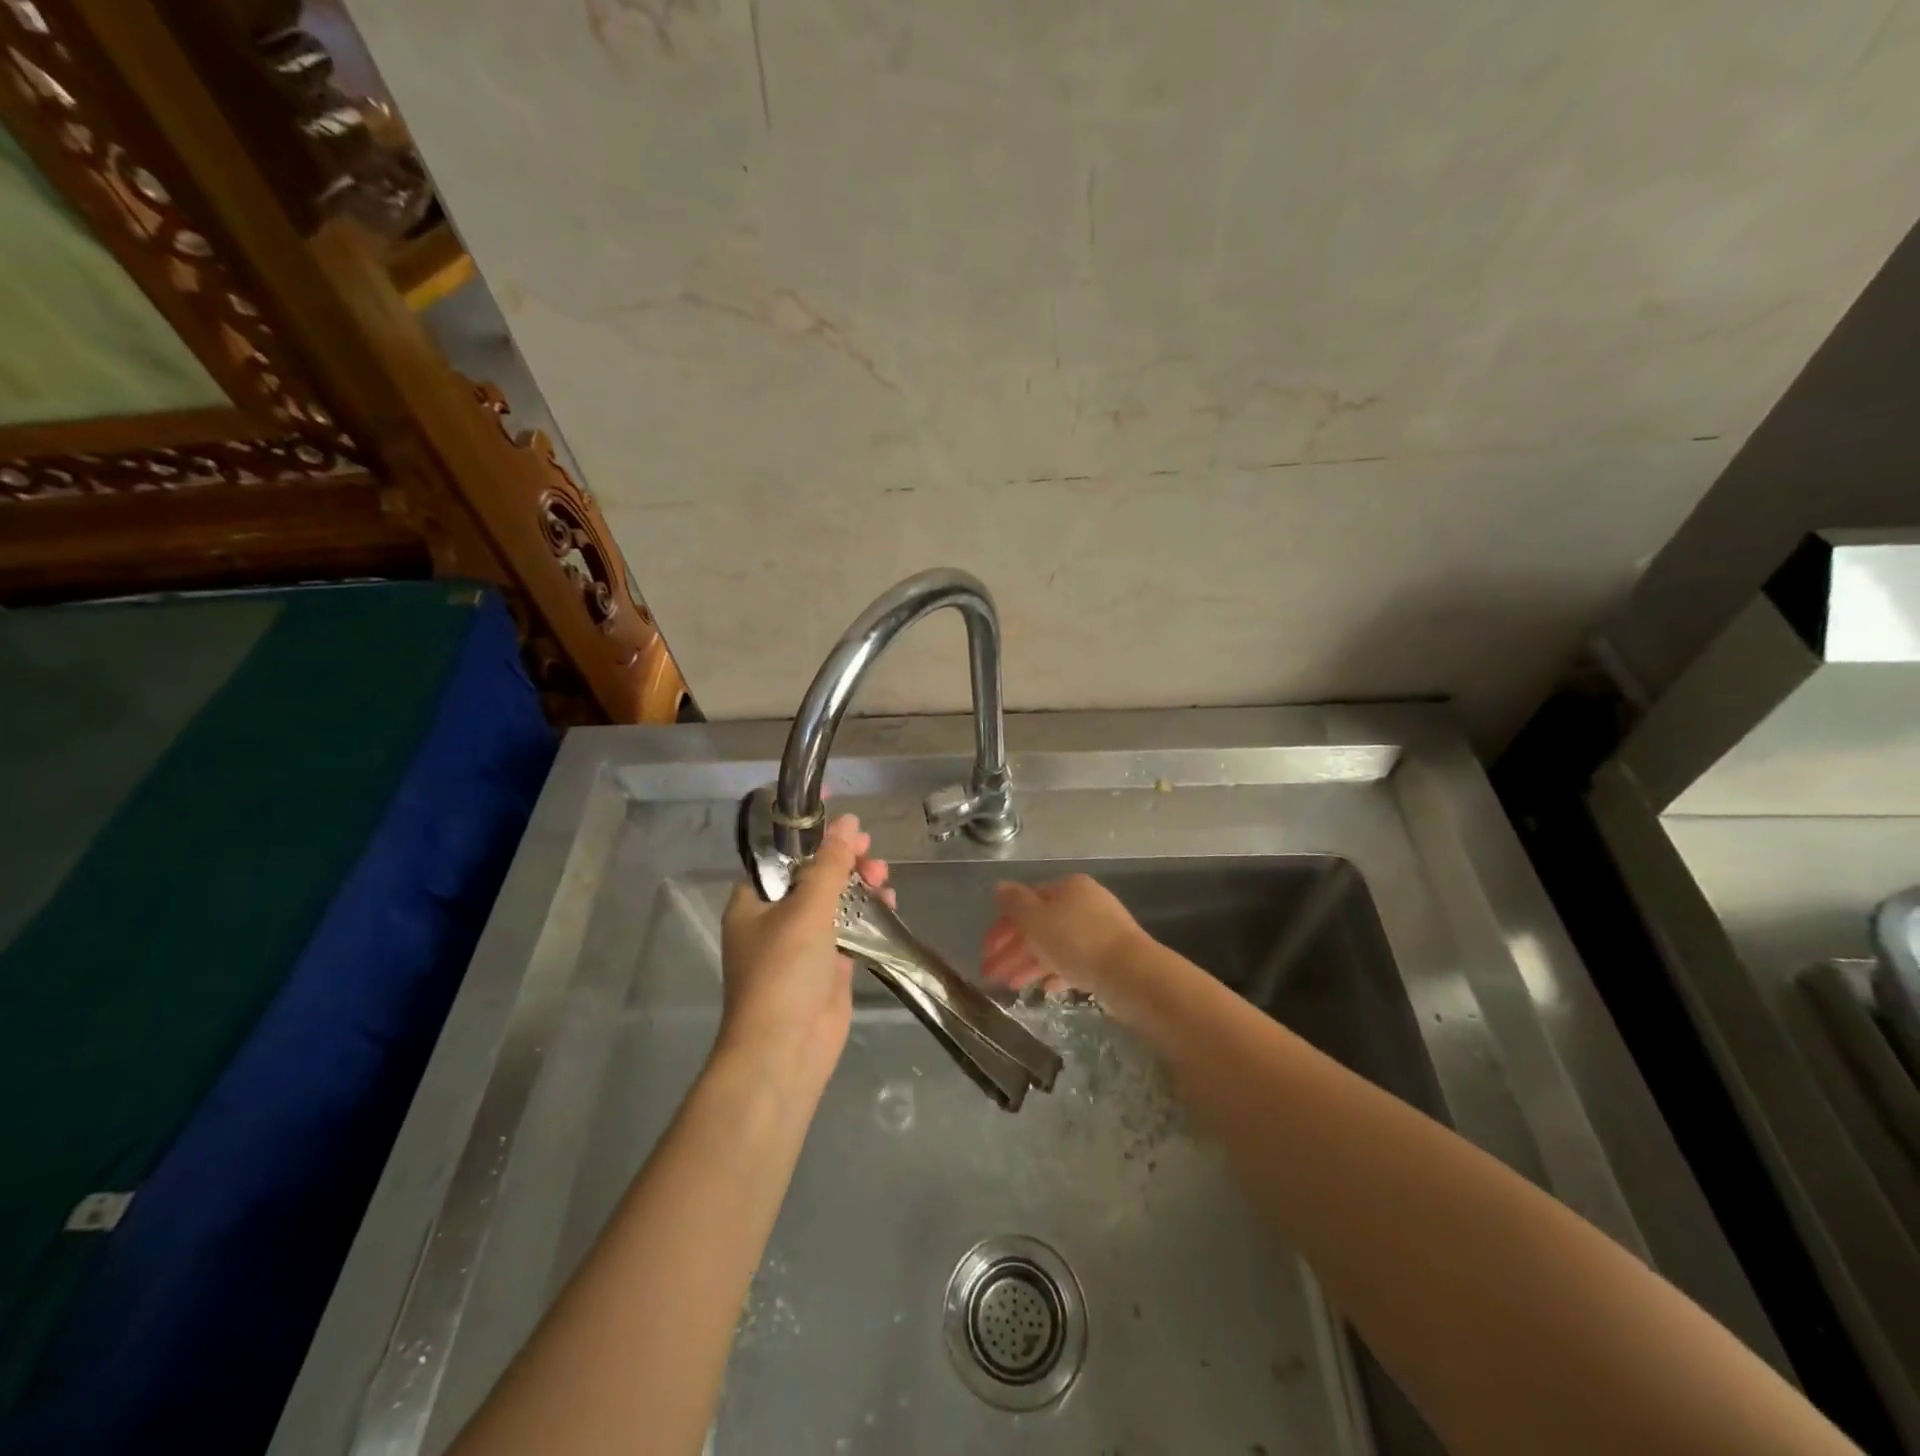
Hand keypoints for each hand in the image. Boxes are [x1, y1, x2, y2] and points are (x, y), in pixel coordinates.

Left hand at [717, 815, 890, 1088]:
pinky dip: (868, 913)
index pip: (781, 854)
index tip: (840, 812)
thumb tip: (848, 822)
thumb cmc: (783, 972)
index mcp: (753, 901)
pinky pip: (850, 928)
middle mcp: (775, 919)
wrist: (784, 1051)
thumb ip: (830, 864)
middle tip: (870, 849)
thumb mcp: (806, 909)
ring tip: (882, 876)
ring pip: (834, 900)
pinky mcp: (828, 966)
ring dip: (859, 884)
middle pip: (813, 875)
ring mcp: (802, 944)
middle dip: (843, 859)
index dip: (809, 832)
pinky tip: (888, 901)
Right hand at [980, 874, 1144, 999]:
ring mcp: (1100, 930)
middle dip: (1013, 949)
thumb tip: (999, 887)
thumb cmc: (1077, 941)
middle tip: (992, 975)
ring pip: (1056, 944)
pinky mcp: (1110, 957)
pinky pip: (1075, 961)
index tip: (985, 952)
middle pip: (1040, 924)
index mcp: (1067, 887)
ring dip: (1030, 963)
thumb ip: (1014, 903)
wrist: (1132, 974)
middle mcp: (1084, 903)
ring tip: (1013, 987)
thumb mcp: (1036, 919)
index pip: (1026, 902)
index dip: (1001, 926)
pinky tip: (1045, 989)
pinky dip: (1056, 972)